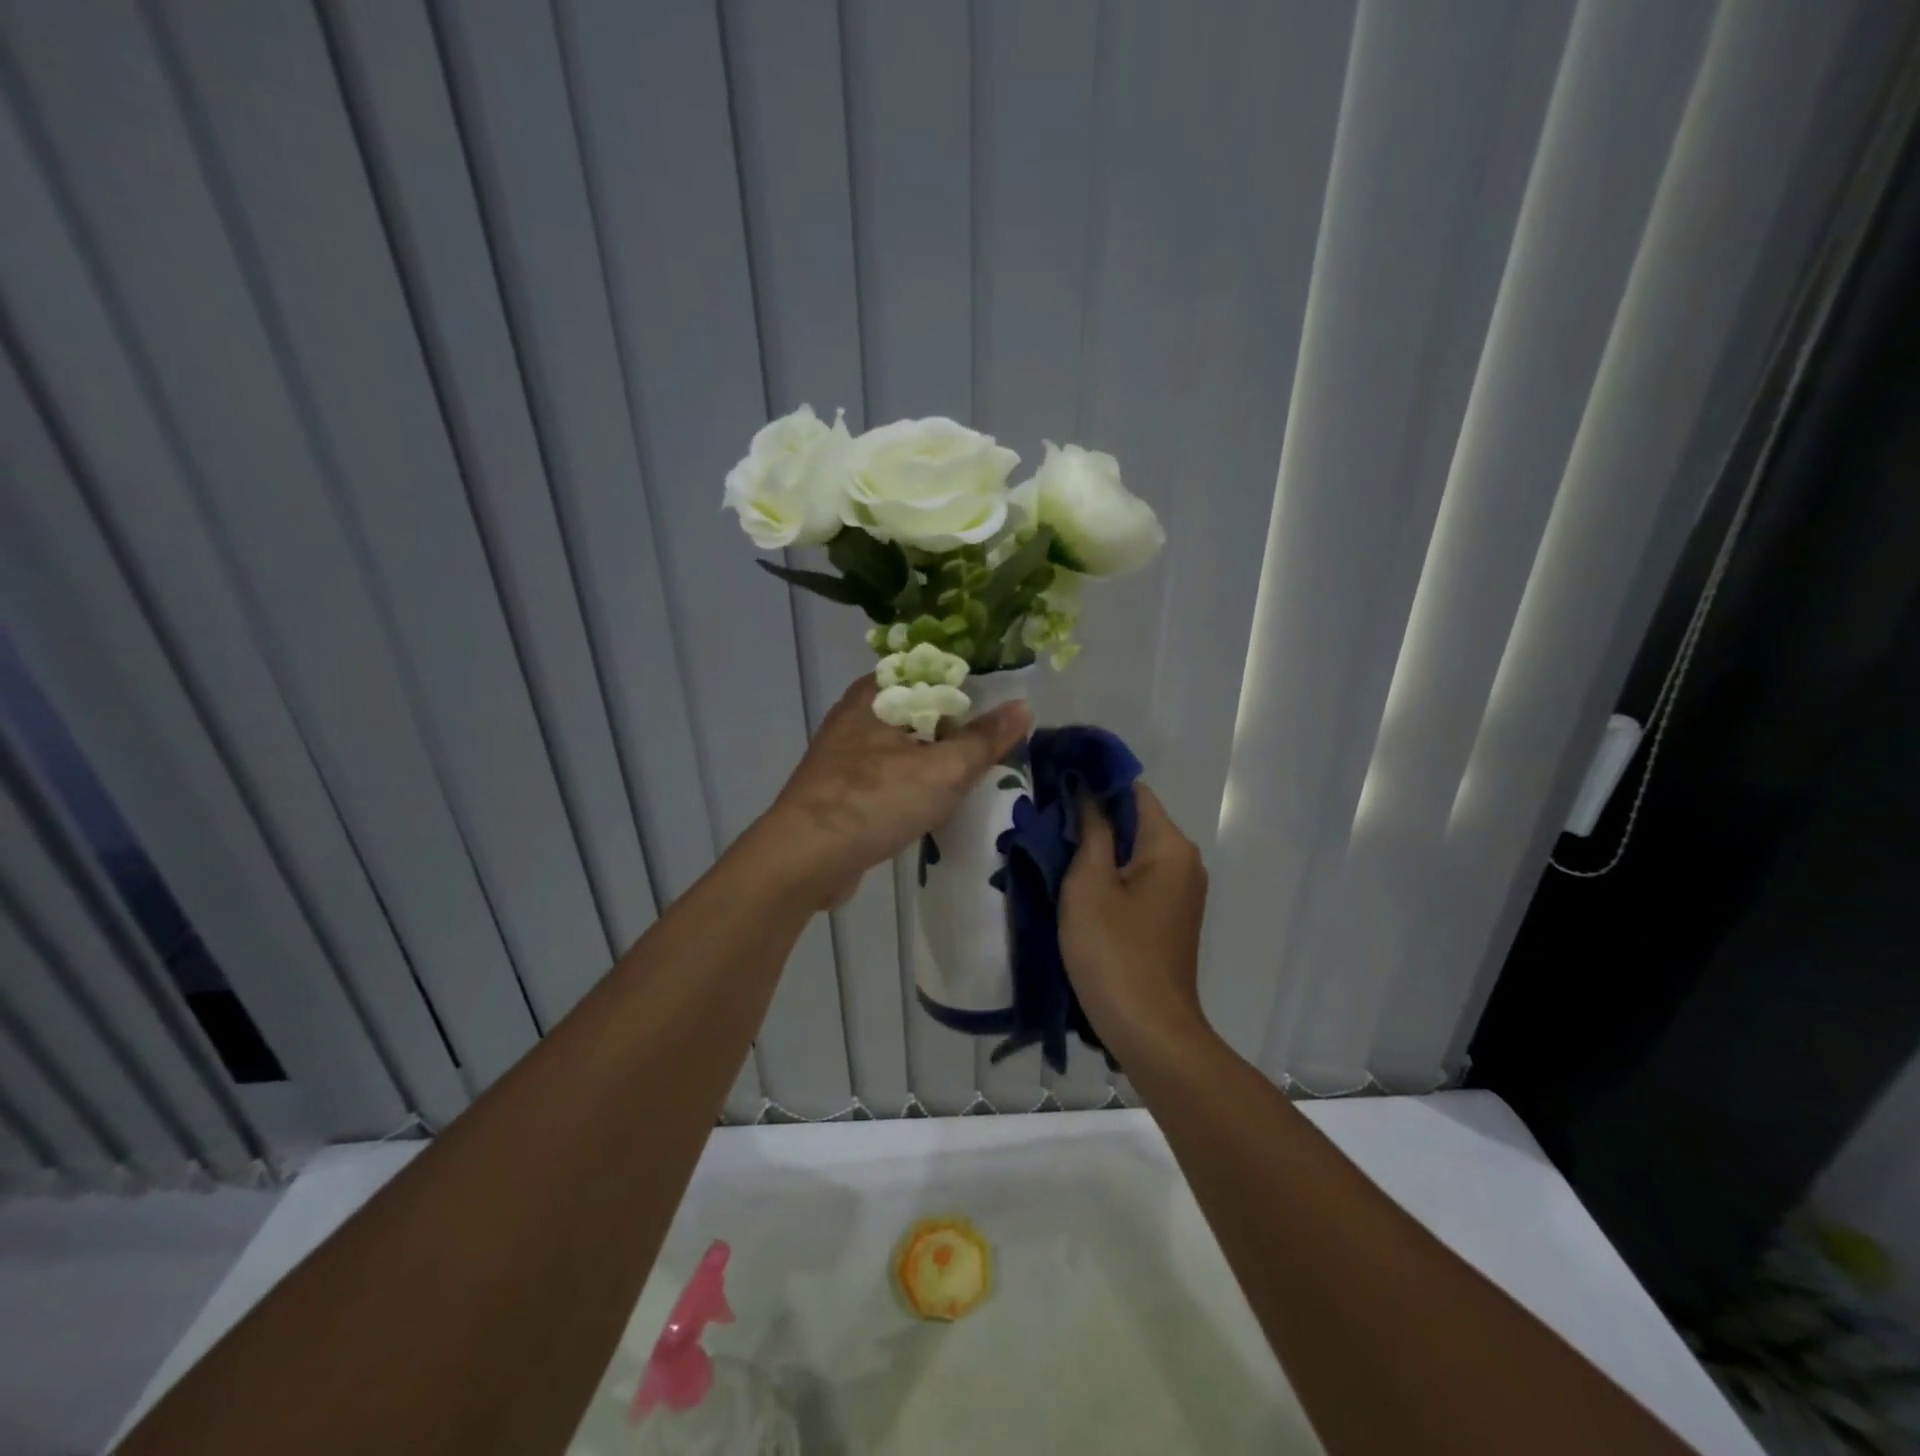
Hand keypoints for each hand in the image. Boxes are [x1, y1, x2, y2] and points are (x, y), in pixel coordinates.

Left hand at [758, 676, 1030, 909]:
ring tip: (975, 770)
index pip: (930, 669)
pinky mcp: (841, 789)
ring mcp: (845, 753)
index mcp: (876, 693)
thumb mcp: (944, 769)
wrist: (807, 857)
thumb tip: (1024, 707)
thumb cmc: (876, 800)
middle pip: (919, 708)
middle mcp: (856, 714)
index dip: (968, 681)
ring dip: (936, 756)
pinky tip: (937, 800)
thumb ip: (985, 740)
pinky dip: (914, 781)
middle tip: (996, 740)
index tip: (1002, 700)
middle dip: (956, 724)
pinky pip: (889, 774)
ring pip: (904, 744)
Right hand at [1059, 784, 1209, 1060]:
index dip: (1094, 783)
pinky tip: (1076, 887)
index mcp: (1170, 845)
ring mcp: (1180, 892)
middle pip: (1134, 821)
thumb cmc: (1113, 951)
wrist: (1149, 1030)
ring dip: (1097, 849)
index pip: (1132, 791)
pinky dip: (1110, 876)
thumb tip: (1087, 790)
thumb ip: (1090, 830)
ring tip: (1052, 852)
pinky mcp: (1169, 917)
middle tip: (1044, 822)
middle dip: (1091, 818)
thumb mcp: (1089, 884)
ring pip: (1133, 852)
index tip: (1054, 785)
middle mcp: (1184, 861)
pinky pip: (1137, 880)